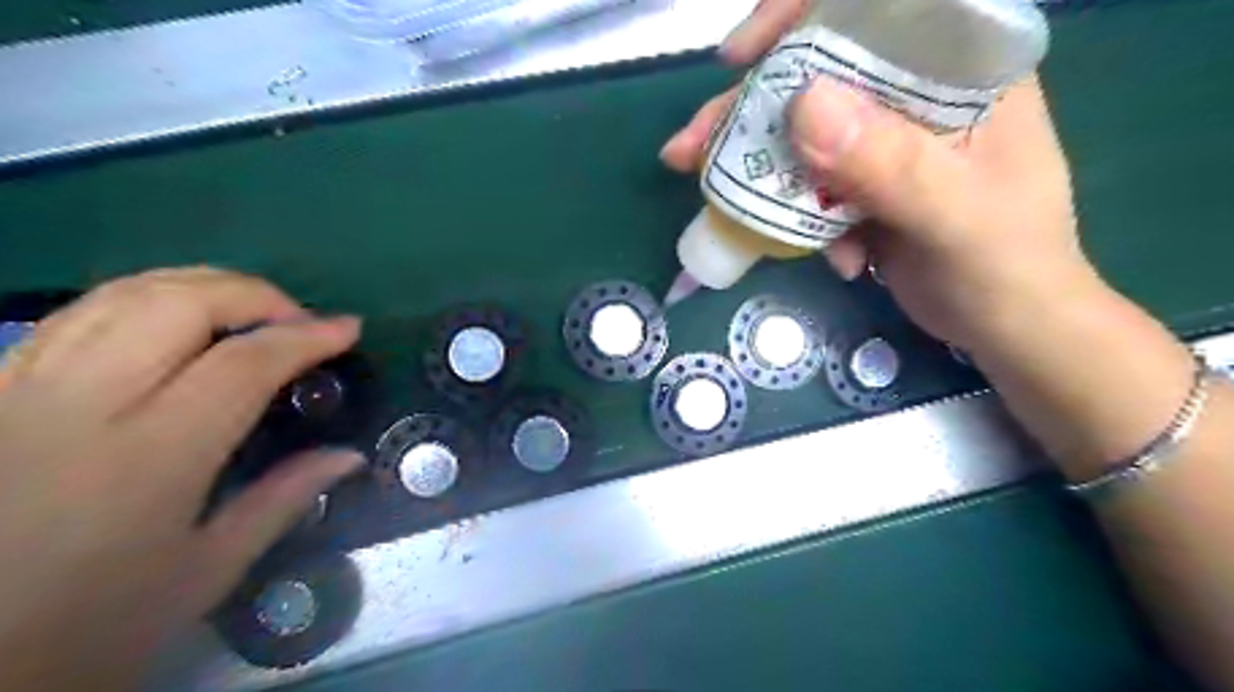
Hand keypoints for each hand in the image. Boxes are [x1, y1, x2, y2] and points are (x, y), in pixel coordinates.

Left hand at [0, 268, 365, 689]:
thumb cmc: (87, 628)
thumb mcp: (204, 574)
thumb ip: (284, 500)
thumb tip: (349, 455)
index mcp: (148, 459)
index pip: (243, 364)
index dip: (306, 336)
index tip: (348, 329)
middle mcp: (79, 407)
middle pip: (178, 304)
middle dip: (255, 295)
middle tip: (299, 319)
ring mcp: (19, 391)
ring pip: (121, 295)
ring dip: (202, 286)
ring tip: (250, 311)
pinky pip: (77, 314)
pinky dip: (145, 300)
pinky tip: (177, 323)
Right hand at [665, 1, 1098, 350]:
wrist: (1006, 326)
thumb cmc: (1005, 266)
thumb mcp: (954, 217)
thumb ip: (890, 164)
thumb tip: (801, 105)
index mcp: (960, 68)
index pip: (877, 6)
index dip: (800, 13)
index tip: (743, 54)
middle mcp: (915, 93)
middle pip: (817, 73)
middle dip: (748, 108)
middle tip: (692, 147)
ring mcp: (884, 140)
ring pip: (799, 132)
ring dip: (753, 164)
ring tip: (708, 191)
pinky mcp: (862, 183)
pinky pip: (807, 183)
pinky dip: (796, 216)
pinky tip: (830, 258)